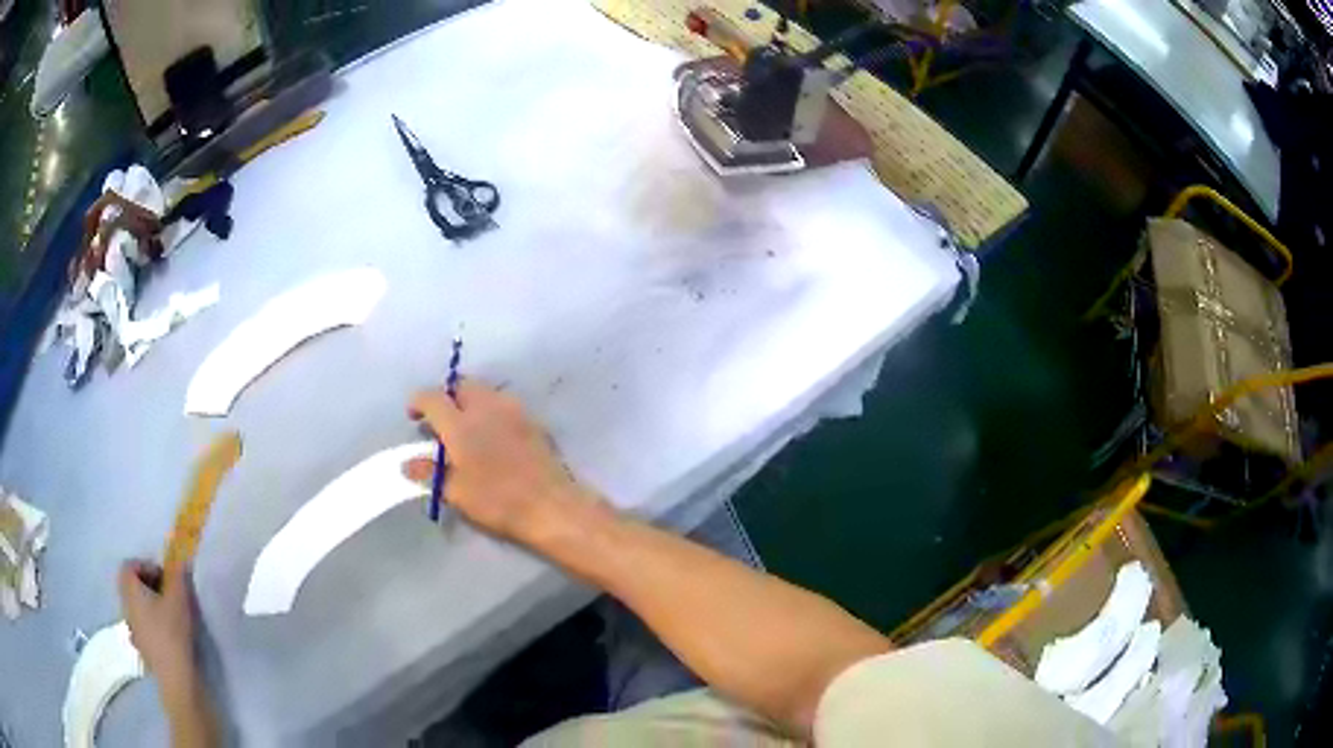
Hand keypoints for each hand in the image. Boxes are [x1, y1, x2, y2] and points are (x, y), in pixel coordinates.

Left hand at [117, 561, 196, 687]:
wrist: (175, 675)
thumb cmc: (173, 631)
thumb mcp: (179, 598)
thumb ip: (178, 575)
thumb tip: (180, 559)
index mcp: (130, 588)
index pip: (130, 565)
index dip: (146, 566)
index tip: (165, 578)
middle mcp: (125, 603)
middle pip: (130, 584)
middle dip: (147, 585)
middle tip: (167, 594)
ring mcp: (131, 626)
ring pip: (136, 605)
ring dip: (149, 604)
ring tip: (169, 615)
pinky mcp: (140, 644)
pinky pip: (141, 624)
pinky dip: (151, 623)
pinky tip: (167, 634)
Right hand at [405, 379, 597, 542]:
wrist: (550, 506)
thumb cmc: (496, 500)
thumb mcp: (454, 491)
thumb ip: (429, 472)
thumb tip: (407, 463)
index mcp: (460, 422)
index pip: (432, 398)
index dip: (418, 402)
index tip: (413, 415)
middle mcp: (486, 407)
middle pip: (462, 386)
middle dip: (448, 397)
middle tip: (441, 421)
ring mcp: (514, 410)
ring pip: (486, 392)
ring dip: (471, 403)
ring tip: (467, 429)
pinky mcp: (534, 421)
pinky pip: (505, 406)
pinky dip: (492, 413)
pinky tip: (493, 437)